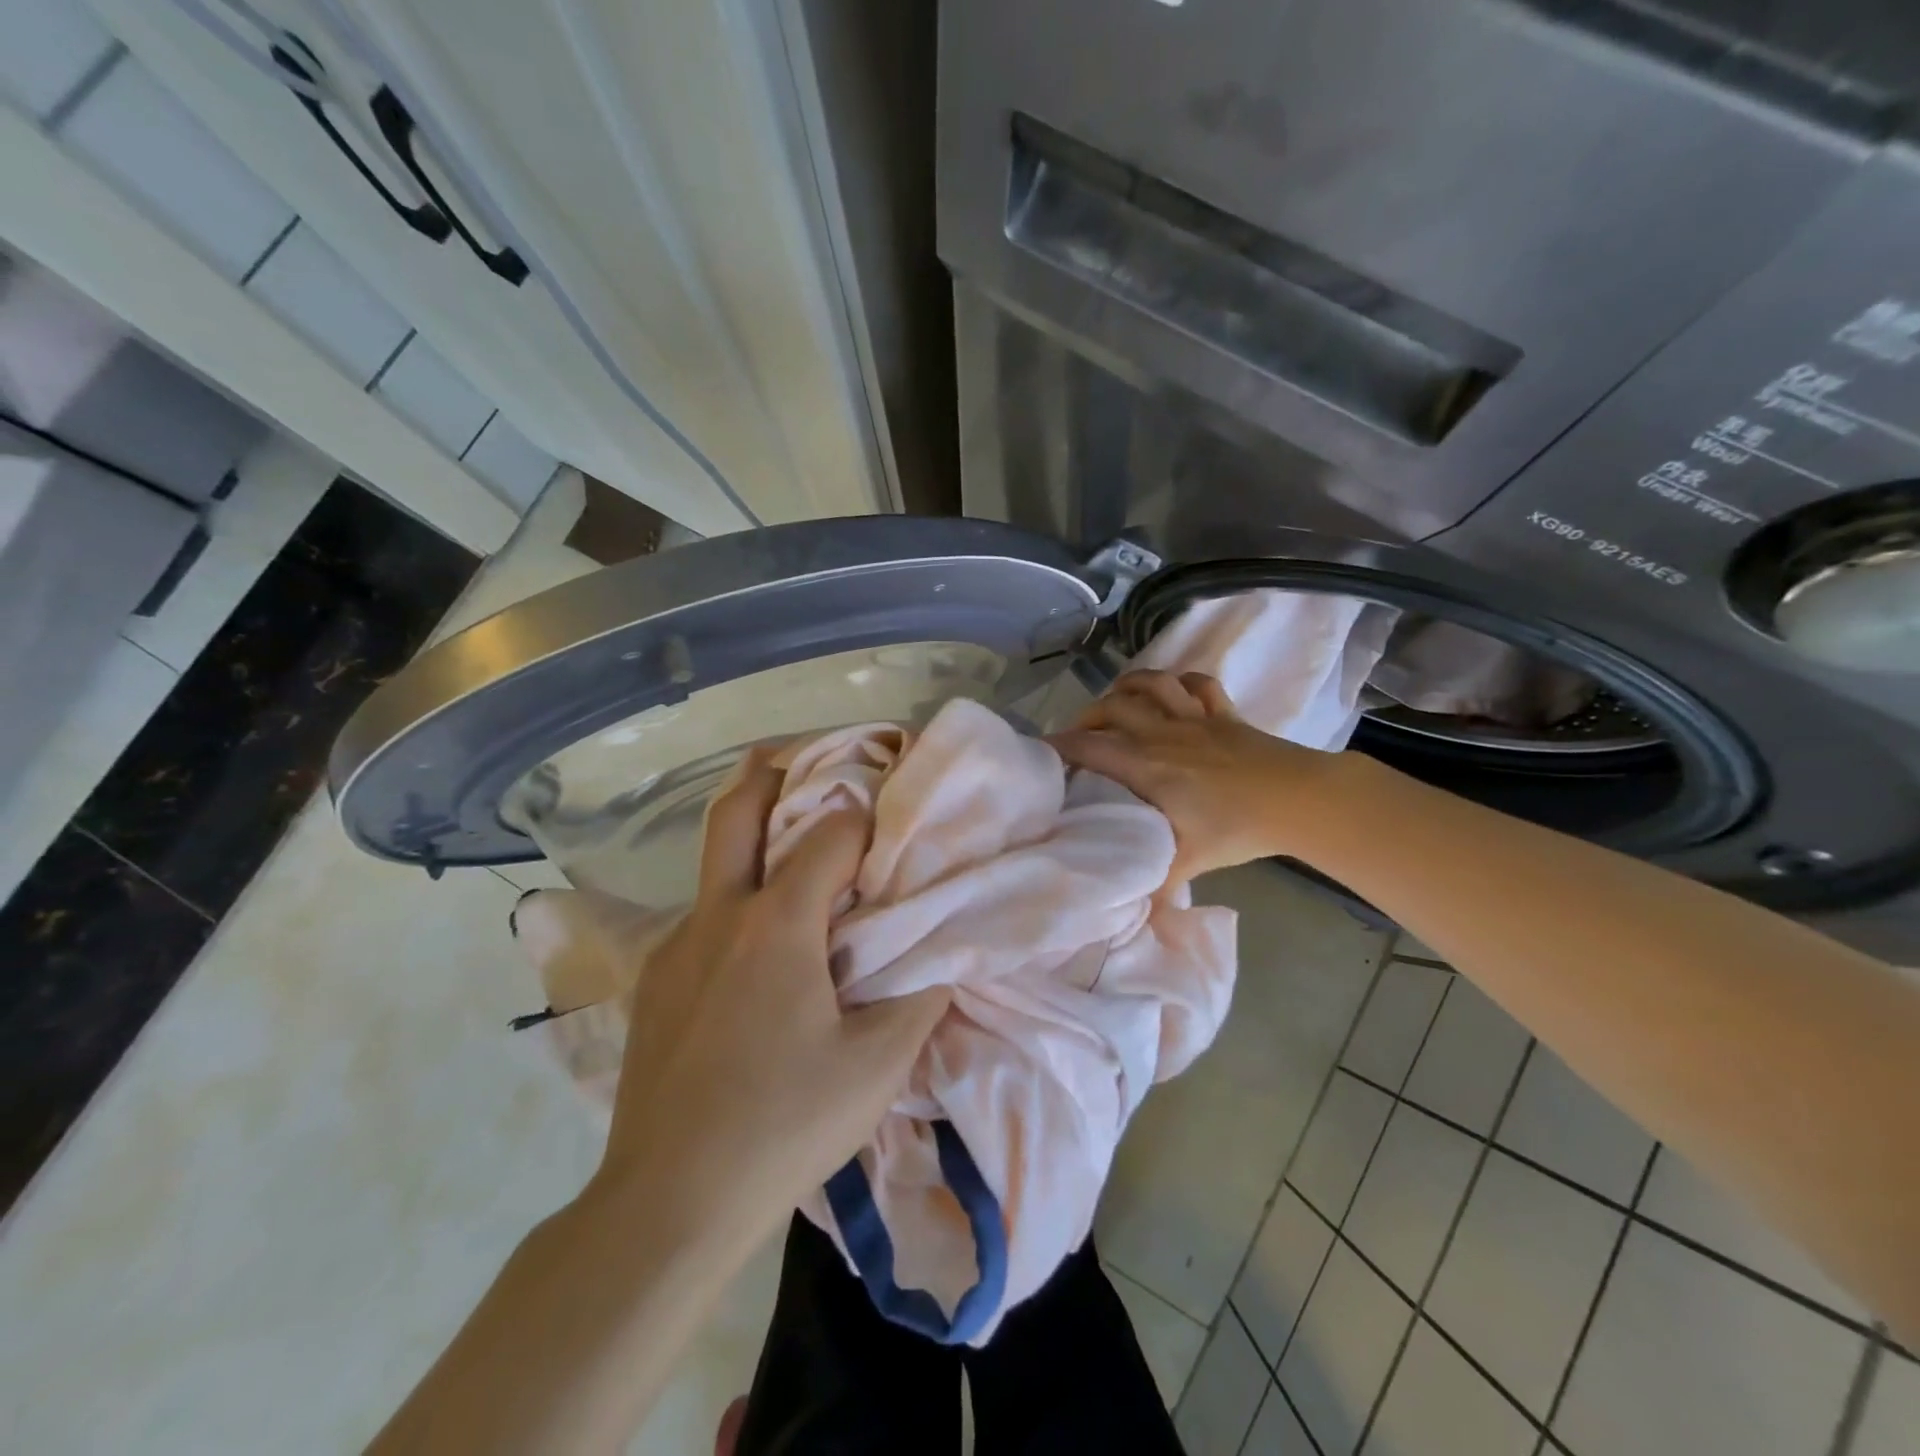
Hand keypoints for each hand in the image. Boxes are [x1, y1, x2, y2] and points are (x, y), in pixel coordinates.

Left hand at [576, 747, 948, 1248]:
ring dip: (752, 834)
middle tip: (801, 756)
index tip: (892, 821)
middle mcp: (720, 915)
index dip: (867, 819)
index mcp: (777, 923)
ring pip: (713, 861)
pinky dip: (736, 897)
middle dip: (771, 772)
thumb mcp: (878, 1065)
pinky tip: (758, 944)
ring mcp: (678, 945)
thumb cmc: (784, 1125)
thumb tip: (945, 950)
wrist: (668, 1201)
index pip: (831, 835)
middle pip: (737, 811)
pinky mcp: (655, 980)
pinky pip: (702, 914)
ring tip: (790, 842)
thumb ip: (920, 994)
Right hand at [1049, 669, 1352, 880]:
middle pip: (1112, 707)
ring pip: (1152, 684)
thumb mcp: (1188, 862)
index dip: (1057, 746)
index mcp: (1145, 764)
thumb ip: (1152, 889)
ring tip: (1116, 702)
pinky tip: (1174, 692)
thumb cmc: (1237, 828)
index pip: (1088, 746)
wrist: (1300, 799)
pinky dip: (1182, 682)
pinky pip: (1199, 684)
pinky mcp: (1225, 714)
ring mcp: (1195, 718)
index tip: (1039, 753)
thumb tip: (1127, 924)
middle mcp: (1161, 732)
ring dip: (1128, 687)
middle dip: (1086, 717)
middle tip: (1078, 737)